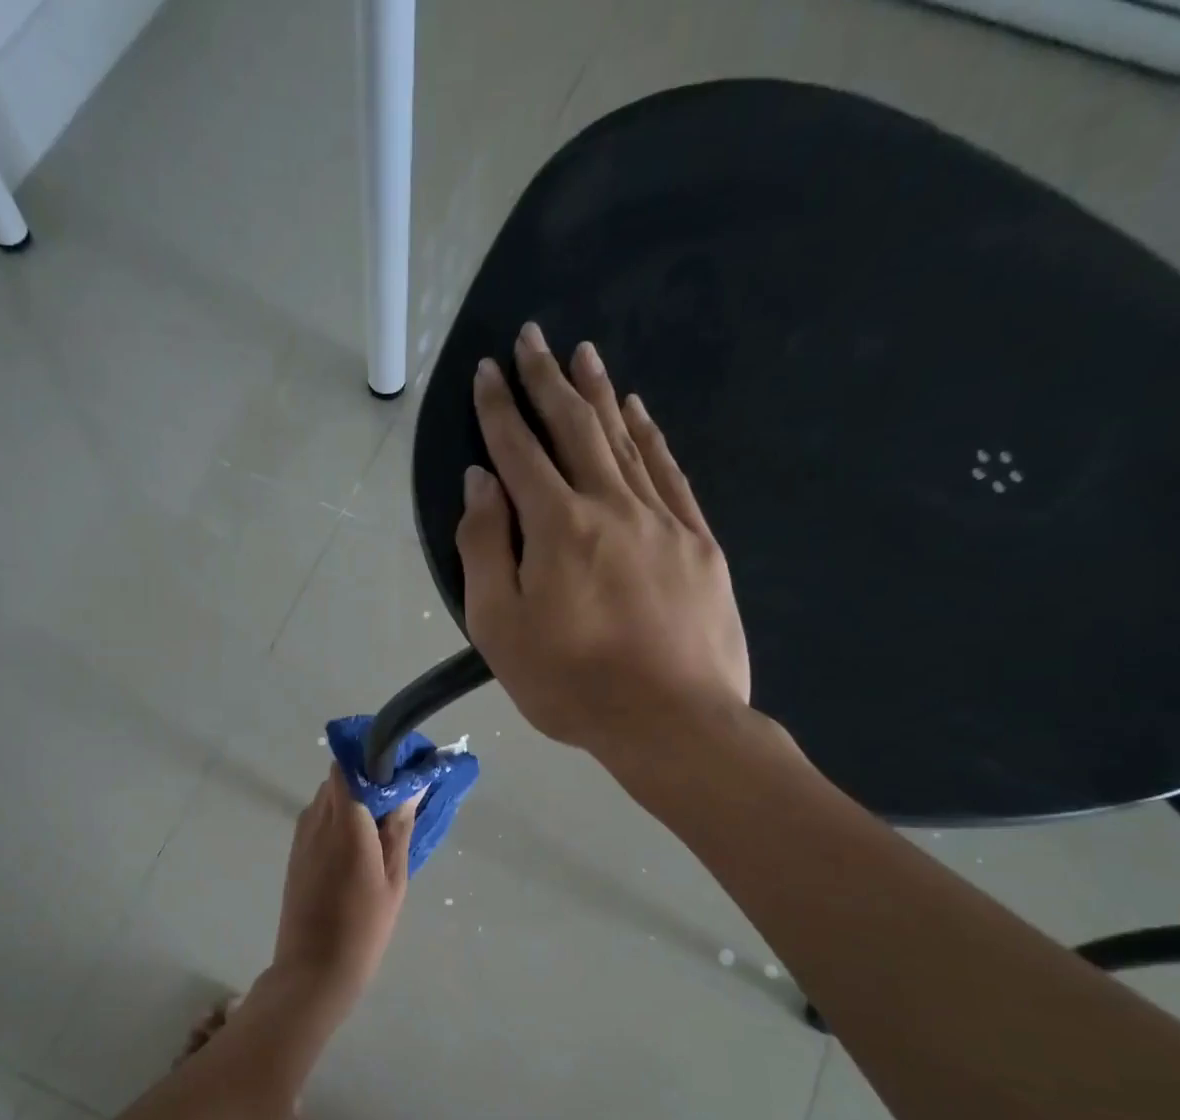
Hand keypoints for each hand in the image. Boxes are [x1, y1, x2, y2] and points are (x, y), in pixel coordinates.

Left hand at [271, 767, 416, 992]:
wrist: (313, 969)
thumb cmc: (364, 925)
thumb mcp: (393, 878)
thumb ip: (399, 829)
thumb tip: (411, 788)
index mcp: (345, 821)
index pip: (348, 764)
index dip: (371, 757)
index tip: (399, 766)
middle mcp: (317, 819)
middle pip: (339, 778)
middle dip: (367, 778)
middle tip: (399, 796)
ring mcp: (302, 836)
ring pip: (328, 798)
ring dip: (353, 799)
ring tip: (383, 821)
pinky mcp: (296, 853)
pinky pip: (319, 819)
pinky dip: (339, 818)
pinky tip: (361, 842)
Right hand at [456, 323, 750, 769]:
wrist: (673, 721)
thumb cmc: (571, 684)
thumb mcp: (500, 627)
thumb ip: (485, 548)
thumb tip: (481, 482)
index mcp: (557, 526)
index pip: (519, 451)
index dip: (499, 408)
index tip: (488, 370)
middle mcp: (610, 505)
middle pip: (574, 429)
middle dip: (547, 380)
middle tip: (533, 337)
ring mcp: (662, 520)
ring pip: (625, 440)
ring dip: (599, 395)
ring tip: (584, 354)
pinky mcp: (698, 542)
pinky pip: (670, 473)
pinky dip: (651, 436)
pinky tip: (639, 413)